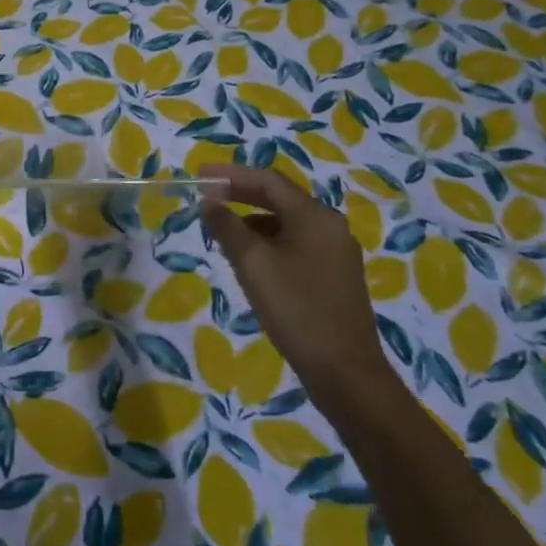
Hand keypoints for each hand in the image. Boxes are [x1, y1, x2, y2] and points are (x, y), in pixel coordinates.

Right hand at [200, 163, 392, 412]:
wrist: (345, 371)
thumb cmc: (295, 307)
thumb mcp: (252, 262)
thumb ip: (227, 227)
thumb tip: (209, 203)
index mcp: (314, 215)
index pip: (267, 180)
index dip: (230, 174)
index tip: (199, 175)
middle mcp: (330, 226)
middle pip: (279, 198)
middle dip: (241, 194)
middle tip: (207, 196)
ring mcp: (336, 253)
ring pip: (287, 223)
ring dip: (253, 220)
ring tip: (222, 232)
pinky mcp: (335, 277)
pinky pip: (296, 244)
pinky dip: (269, 242)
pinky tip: (250, 261)